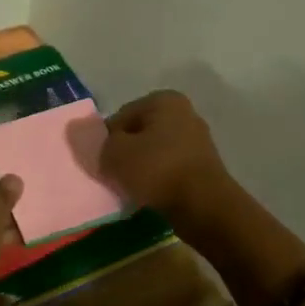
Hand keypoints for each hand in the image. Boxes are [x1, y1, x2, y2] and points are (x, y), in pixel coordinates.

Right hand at [100, 91, 237, 234]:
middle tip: (114, 175)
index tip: (102, 161)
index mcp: (164, 100)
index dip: (107, 140)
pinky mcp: (203, 166)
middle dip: (125, 153)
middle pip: (139, 133)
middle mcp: (184, 113)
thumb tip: (102, 143)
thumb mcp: (115, 153)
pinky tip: (150, 194)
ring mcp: (197, 140)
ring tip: (132, 188)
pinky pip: (169, 169)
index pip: (120, 117)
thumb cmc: (157, 169)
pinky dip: (158, 179)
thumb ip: (101, 143)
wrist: (203, 205)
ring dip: (141, 168)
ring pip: (154, 152)